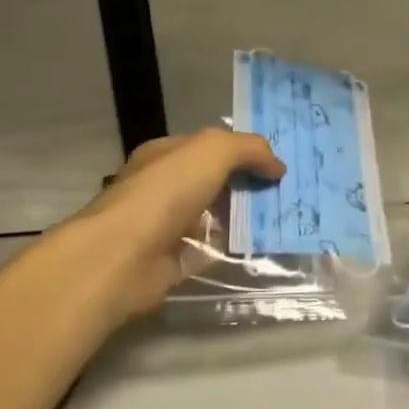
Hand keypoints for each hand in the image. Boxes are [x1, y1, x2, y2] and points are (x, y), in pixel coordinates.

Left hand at [67, 128, 284, 322]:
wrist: (120, 258)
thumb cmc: (164, 194)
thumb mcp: (213, 151)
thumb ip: (249, 150)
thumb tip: (278, 167)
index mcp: (166, 155)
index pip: (210, 147)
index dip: (243, 151)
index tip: (277, 164)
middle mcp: (164, 187)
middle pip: (215, 182)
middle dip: (249, 185)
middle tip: (288, 192)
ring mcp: (167, 226)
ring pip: (216, 217)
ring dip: (246, 219)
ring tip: (284, 220)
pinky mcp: (173, 261)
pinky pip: (212, 251)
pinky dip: (234, 250)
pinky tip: (262, 248)